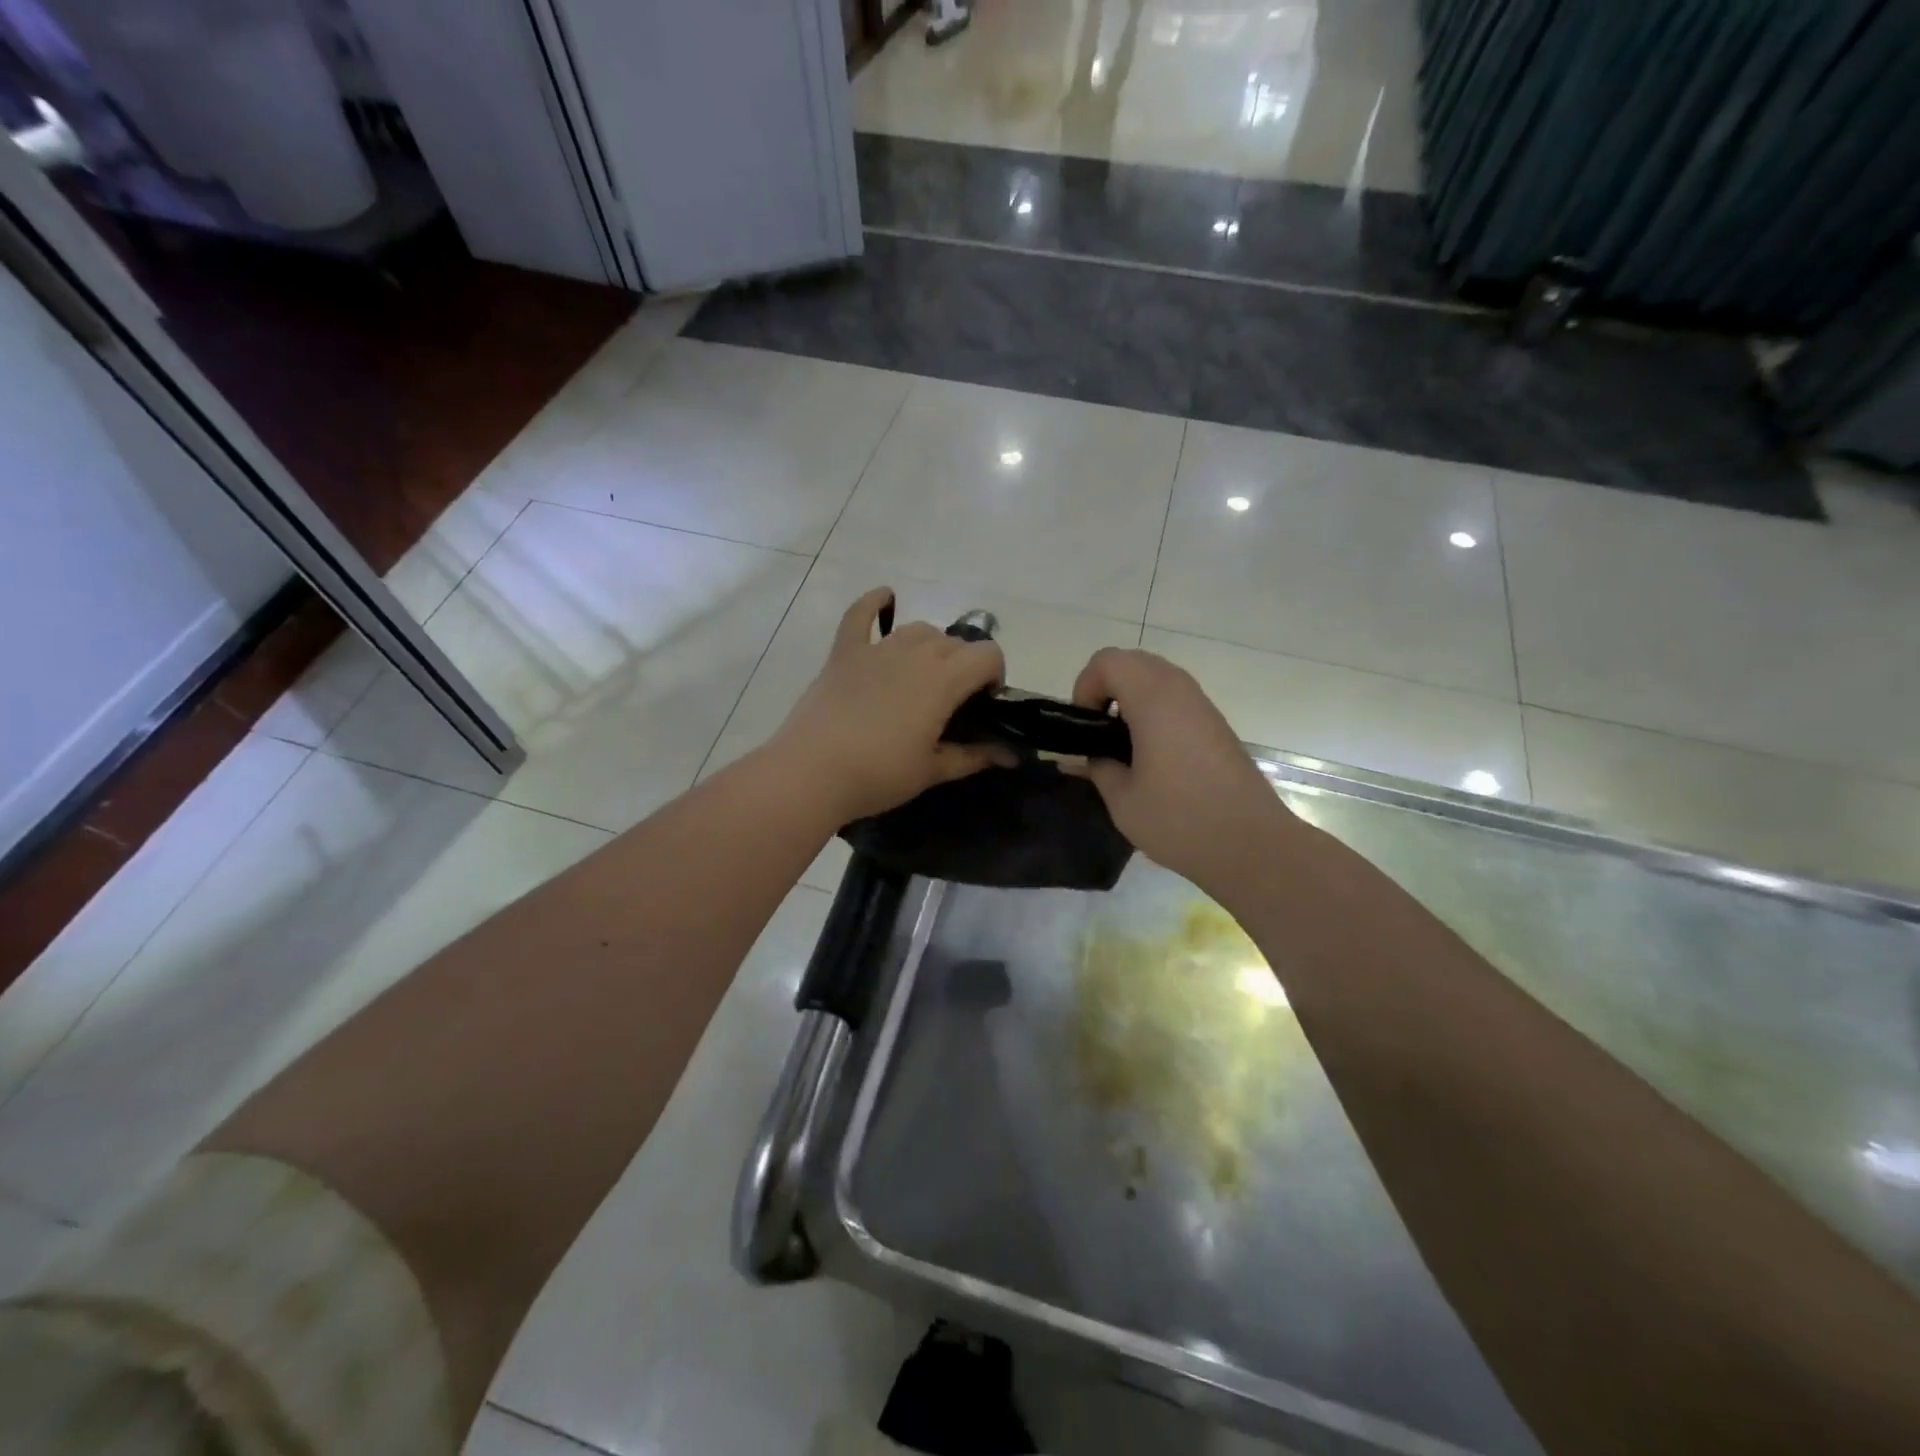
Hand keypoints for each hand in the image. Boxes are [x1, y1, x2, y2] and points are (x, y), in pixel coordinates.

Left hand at [773, 588, 1011, 823]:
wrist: (812, 772)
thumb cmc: (879, 774)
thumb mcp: (932, 770)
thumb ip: (974, 756)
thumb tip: (1011, 757)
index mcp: (944, 679)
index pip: (988, 654)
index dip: (994, 675)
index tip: (982, 704)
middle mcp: (916, 652)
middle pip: (955, 642)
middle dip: (964, 666)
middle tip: (951, 703)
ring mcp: (878, 648)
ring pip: (919, 630)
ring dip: (931, 646)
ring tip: (923, 676)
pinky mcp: (845, 652)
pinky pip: (860, 614)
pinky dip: (875, 603)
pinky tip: (885, 598)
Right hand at [1068, 647, 1302, 899]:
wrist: (1251, 845)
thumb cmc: (1179, 820)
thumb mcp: (1122, 799)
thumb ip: (1097, 767)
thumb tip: (1087, 755)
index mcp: (1153, 700)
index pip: (1107, 662)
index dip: (1086, 688)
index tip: (1085, 728)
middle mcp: (1180, 691)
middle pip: (1132, 662)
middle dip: (1107, 690)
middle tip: (1099, 734)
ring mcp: (1203, 706)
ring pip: (1156, 679)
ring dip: (1132, 701)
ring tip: (1123, 748)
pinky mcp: (1217, 725)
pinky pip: (1176, 699)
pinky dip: (1155, 713)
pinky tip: (1153, 758)